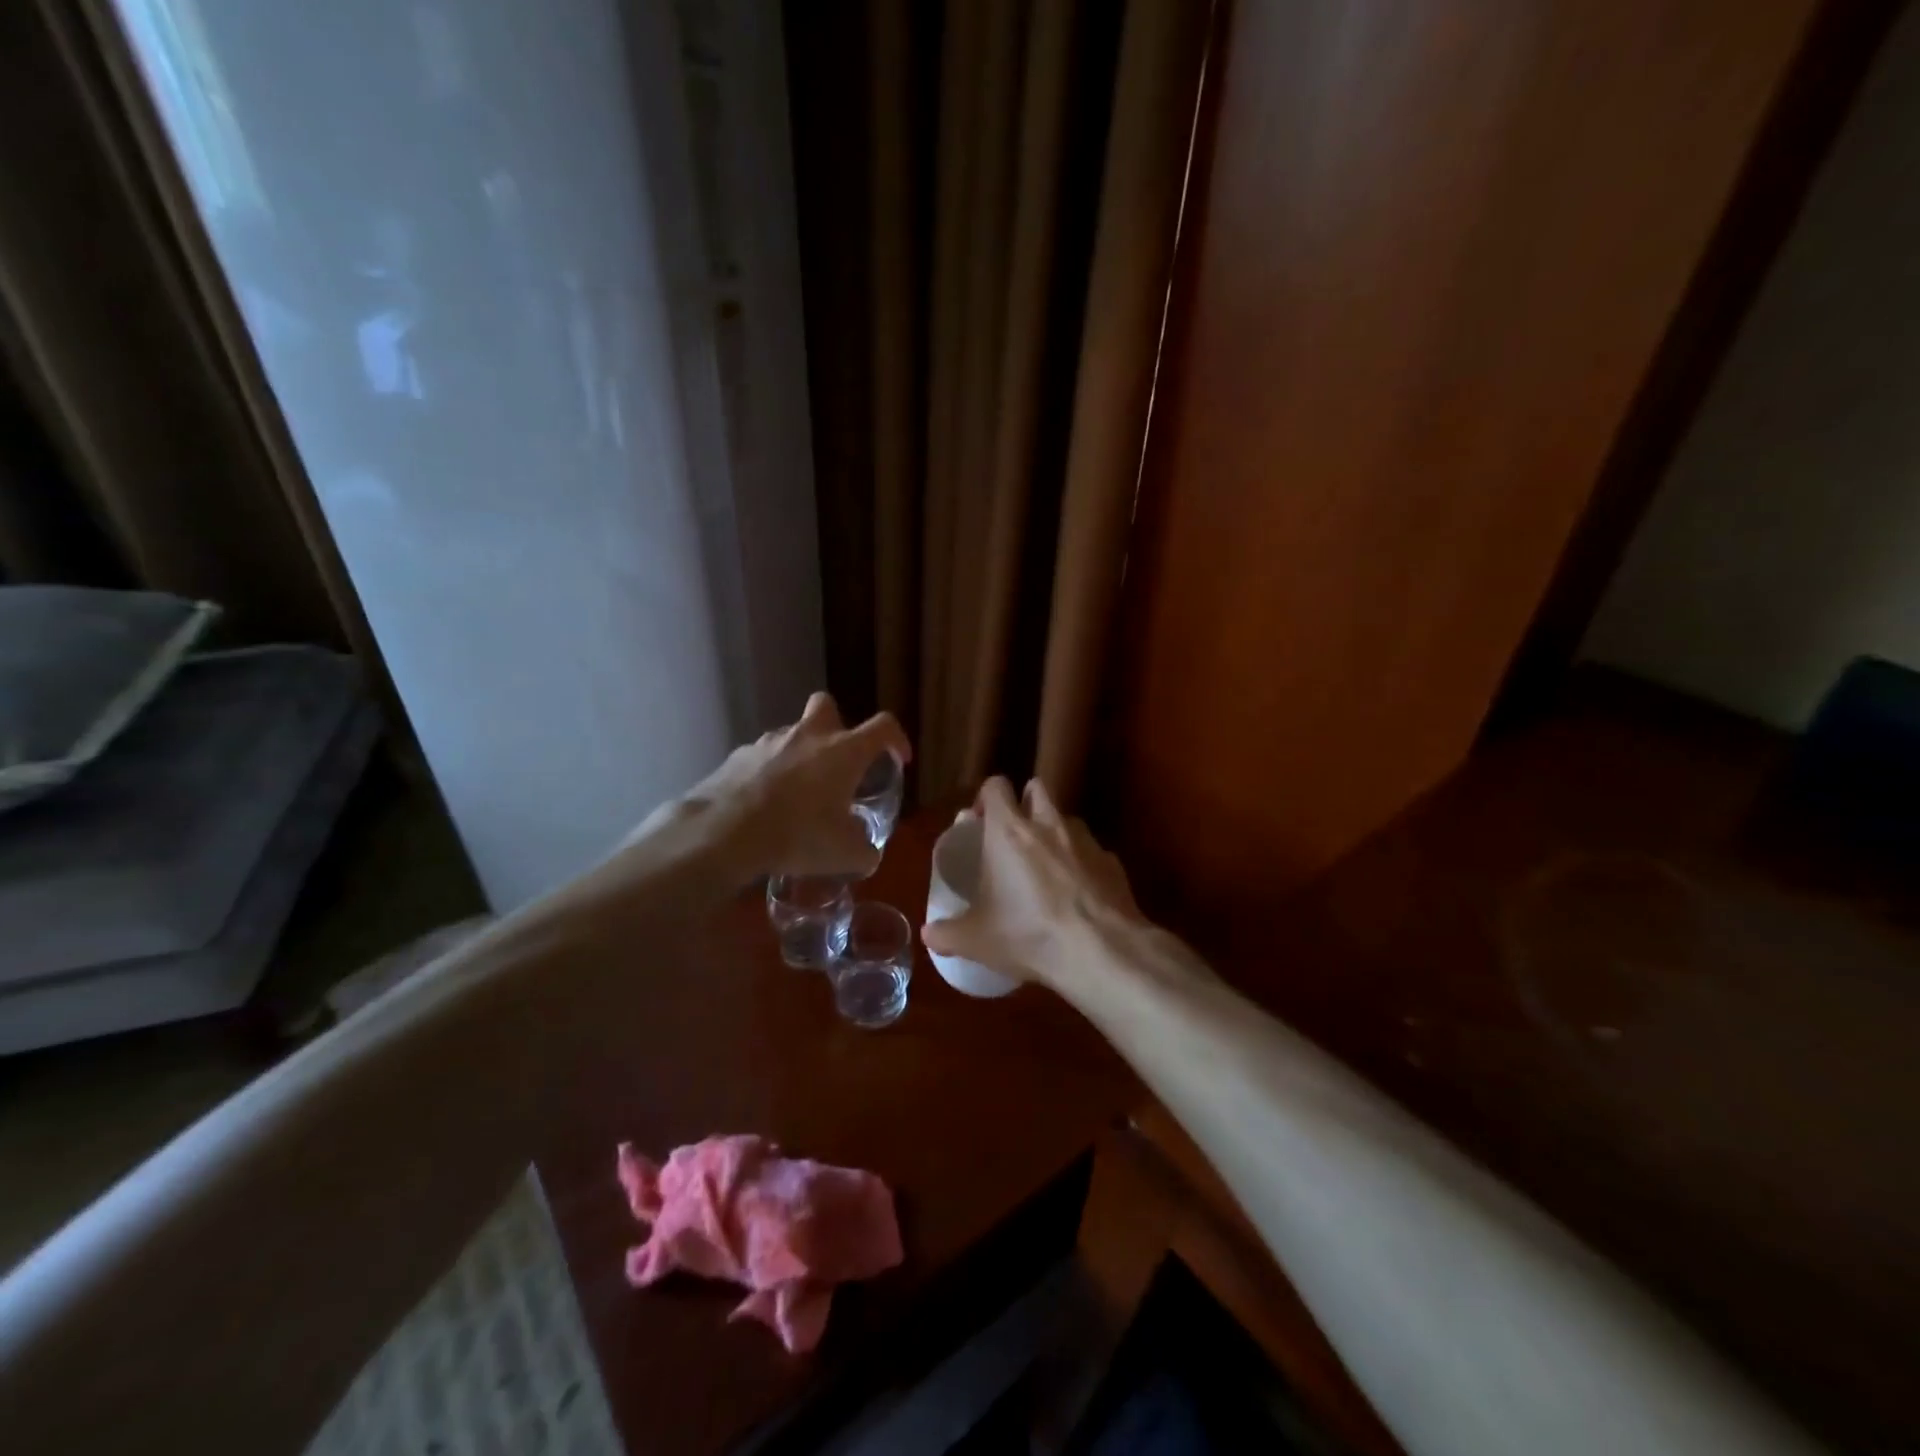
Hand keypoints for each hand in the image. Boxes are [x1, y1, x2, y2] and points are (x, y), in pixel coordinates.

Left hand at [642, 693, 910, 880]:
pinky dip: (768, 774)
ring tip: (797, 795)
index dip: (896, 739)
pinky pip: (761, 757)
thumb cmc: (797, 835)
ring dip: (799, 755)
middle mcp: (808, 736)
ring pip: (791, 734)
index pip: (883, 726)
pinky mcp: (737, 756)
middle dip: (836, 725)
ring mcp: (769, 742)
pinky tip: (763, 805)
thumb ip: (865, 850)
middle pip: (827, 706)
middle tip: (837, 760)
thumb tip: (868, 852)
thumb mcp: (845, 854)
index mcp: (844, 752)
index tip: (898, 759)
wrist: (724, 833)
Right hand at [919, 776, 1141, 994]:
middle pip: (1036, 788)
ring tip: (1047, 866)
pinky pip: (1093, 852)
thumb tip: (928, 934)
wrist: (1100, 950)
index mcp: (1009, 831)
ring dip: (1055, 832)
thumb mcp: (977, 940)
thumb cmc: (1028, 934)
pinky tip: (1078, 895)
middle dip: (1024, 802)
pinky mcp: (1112, 862)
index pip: (996, 786)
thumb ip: (948, 933)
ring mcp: (1085, 840)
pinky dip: (1083, 864)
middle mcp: (1048, 825)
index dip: (986, 797)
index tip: (980, 821)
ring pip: (1067, 818)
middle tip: (1014, 835)